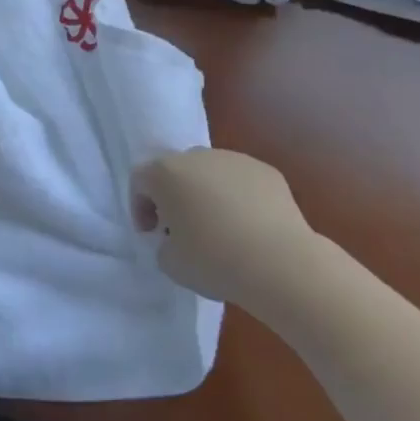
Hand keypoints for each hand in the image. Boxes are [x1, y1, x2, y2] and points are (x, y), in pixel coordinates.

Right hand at [131, 149, 318, 313]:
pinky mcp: (266, 171)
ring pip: (211, 173)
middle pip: (176, 171)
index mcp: (166, 173)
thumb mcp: (171, 263)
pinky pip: (242, 182)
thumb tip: (176, 238)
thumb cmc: (214, 261)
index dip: (140, 207)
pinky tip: (249, 229)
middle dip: (174, 196)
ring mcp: (234, 159)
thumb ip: (164, 243)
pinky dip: (239, 198)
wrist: (279, 262)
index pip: (140, 180)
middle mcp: (198, 156)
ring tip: (221, 230)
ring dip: (207, 194)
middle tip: (182, 230)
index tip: (151, 233)